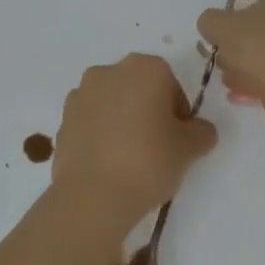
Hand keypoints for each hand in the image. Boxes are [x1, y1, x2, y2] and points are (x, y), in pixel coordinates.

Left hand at [52, 54, 217, 227]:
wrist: (92, 196)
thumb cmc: (148, 161)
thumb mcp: (190, 149)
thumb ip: (202, 132)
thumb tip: (199, 129)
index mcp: (146, 67)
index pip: (172, 85)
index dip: (179, 113)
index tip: (178, 139)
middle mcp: (111, 70)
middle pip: (139, 87)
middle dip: (149, 110)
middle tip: (157, 146)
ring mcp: (82, 93)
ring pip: (113, 102)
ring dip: (122, 119)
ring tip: (129, 157)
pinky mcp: (63, 118)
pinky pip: (91, 120)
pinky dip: (100, 133)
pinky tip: (107, 162)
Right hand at [197, 0, 264, 134]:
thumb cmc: (263, 50)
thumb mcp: (221, 28)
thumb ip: (211, 20)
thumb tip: (213, 26)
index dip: (239, 19)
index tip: (226, 40)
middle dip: (246, 46)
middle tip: (228, 65)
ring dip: (256, 66)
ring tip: (235, 85)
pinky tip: (251, 96)